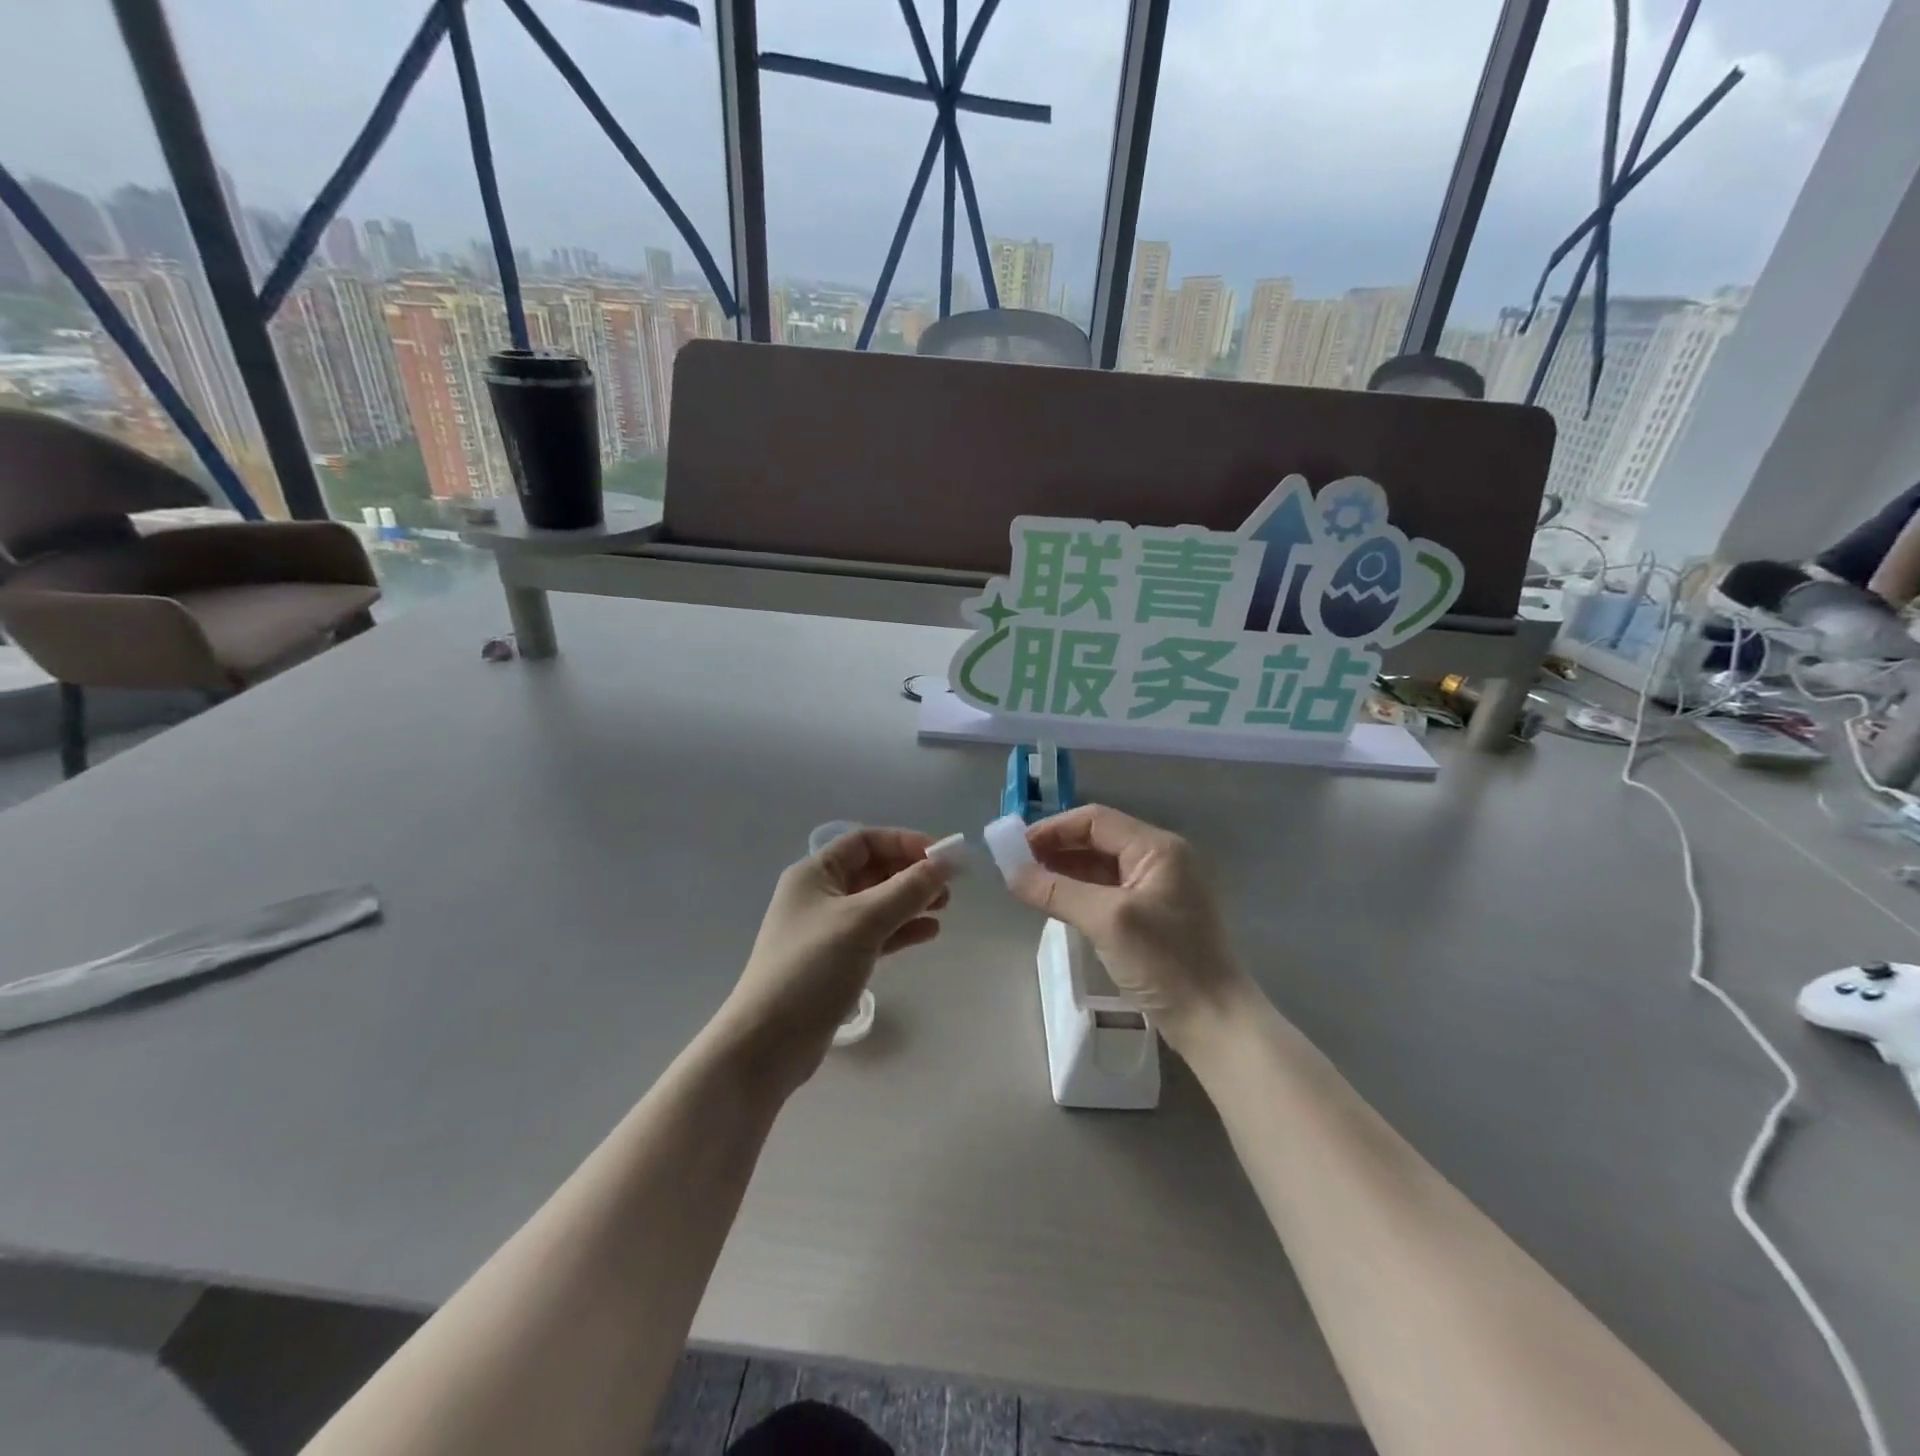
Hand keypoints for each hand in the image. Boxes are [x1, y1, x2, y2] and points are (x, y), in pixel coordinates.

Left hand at [720, 828, 951, 1090]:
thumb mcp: (863, 922)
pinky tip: (928, 933)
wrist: (767, 1043)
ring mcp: (827, 930)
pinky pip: (876, 934)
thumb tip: (947, 862)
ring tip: (943, 909)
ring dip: (910, 902)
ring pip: (878, 903)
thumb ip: (908, 890)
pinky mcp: (835, 961)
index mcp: (814, 874)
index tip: (941, 857)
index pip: (865, 842)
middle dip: (911, 874)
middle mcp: (819, 895)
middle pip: (873, 871)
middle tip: (948, 887)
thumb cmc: (812, 968)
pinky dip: (901, 930)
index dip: (904, 843)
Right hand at [1007, 805, 1251, 1050]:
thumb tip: (1010, 872)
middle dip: (1056, 849)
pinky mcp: (1153, 916)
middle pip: (1098, 840)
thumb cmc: (1165, 962)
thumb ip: (1056, 891)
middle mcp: (1160, 859)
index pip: (1095, 820)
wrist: (1215, 1021)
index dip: (1052, 829)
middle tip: (1016, 867)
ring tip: (1028, 884)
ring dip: (1065, 871)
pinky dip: (1081, 892)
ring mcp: (1158, 888)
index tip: (1014, 847)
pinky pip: (1108, 891)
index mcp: (1157, 848)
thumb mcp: (1107, 921)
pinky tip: (1057, 902)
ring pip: (1101, 867)